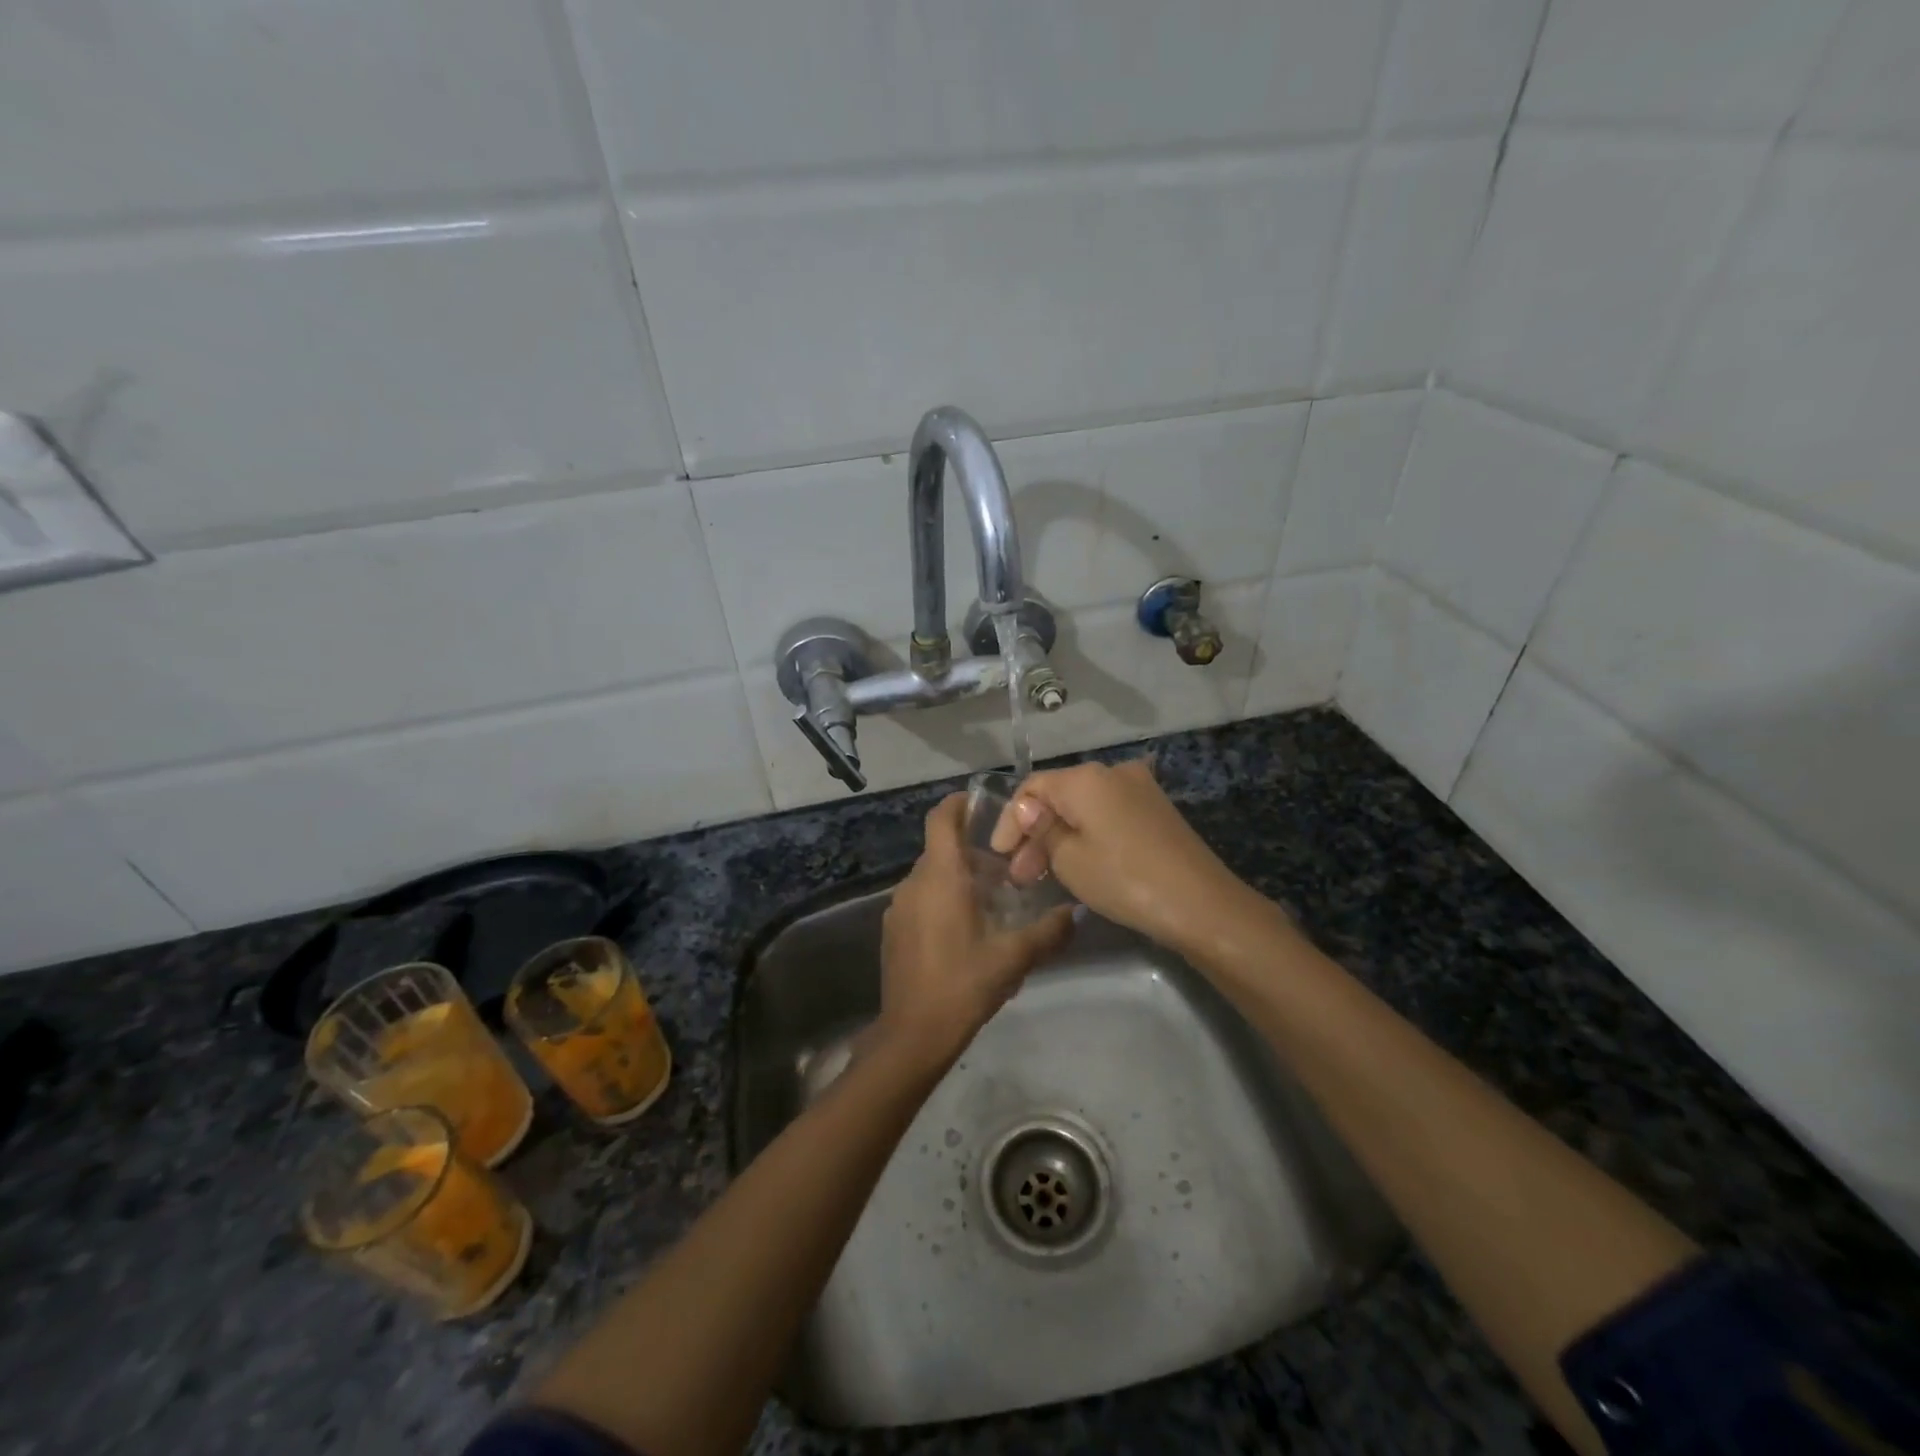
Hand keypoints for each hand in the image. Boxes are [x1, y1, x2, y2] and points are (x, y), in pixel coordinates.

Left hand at [879, 794, 1073, 1063]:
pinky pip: (920, 900)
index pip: (941, 819)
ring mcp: (899, 907)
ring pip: (931, 877)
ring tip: (992, 901)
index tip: (983, 803)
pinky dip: (942, 900)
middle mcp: (914, 883)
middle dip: (972, 852)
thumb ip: (1048, 932)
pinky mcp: (893, 930)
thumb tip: (1077, 913)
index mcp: (940, 877)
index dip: (959, 804)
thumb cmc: (964, 984)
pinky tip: (967, 930)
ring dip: (958, 879)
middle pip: (941, 850)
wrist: (914, 1033)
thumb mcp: (1014, 958)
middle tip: (1008, 869)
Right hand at [990, 759, 1255, 954]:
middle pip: (1058, 796)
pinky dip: (1086, 836)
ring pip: (1083, 808)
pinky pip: (1107, 815)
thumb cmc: (1124, 879)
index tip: (998, 856)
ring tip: (1044, 877)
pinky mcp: (1155, 810)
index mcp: (1086, 778)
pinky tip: (1077, 864)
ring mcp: (1139, 789)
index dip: (1010, 821)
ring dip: (1059, 837)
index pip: (1031, 787)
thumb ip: (1041, 830)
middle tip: (1020, 876)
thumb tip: (1027, 809)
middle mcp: (1112, 772)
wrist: (1200, 904)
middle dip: (1034, 834)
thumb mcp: (1069, 859)